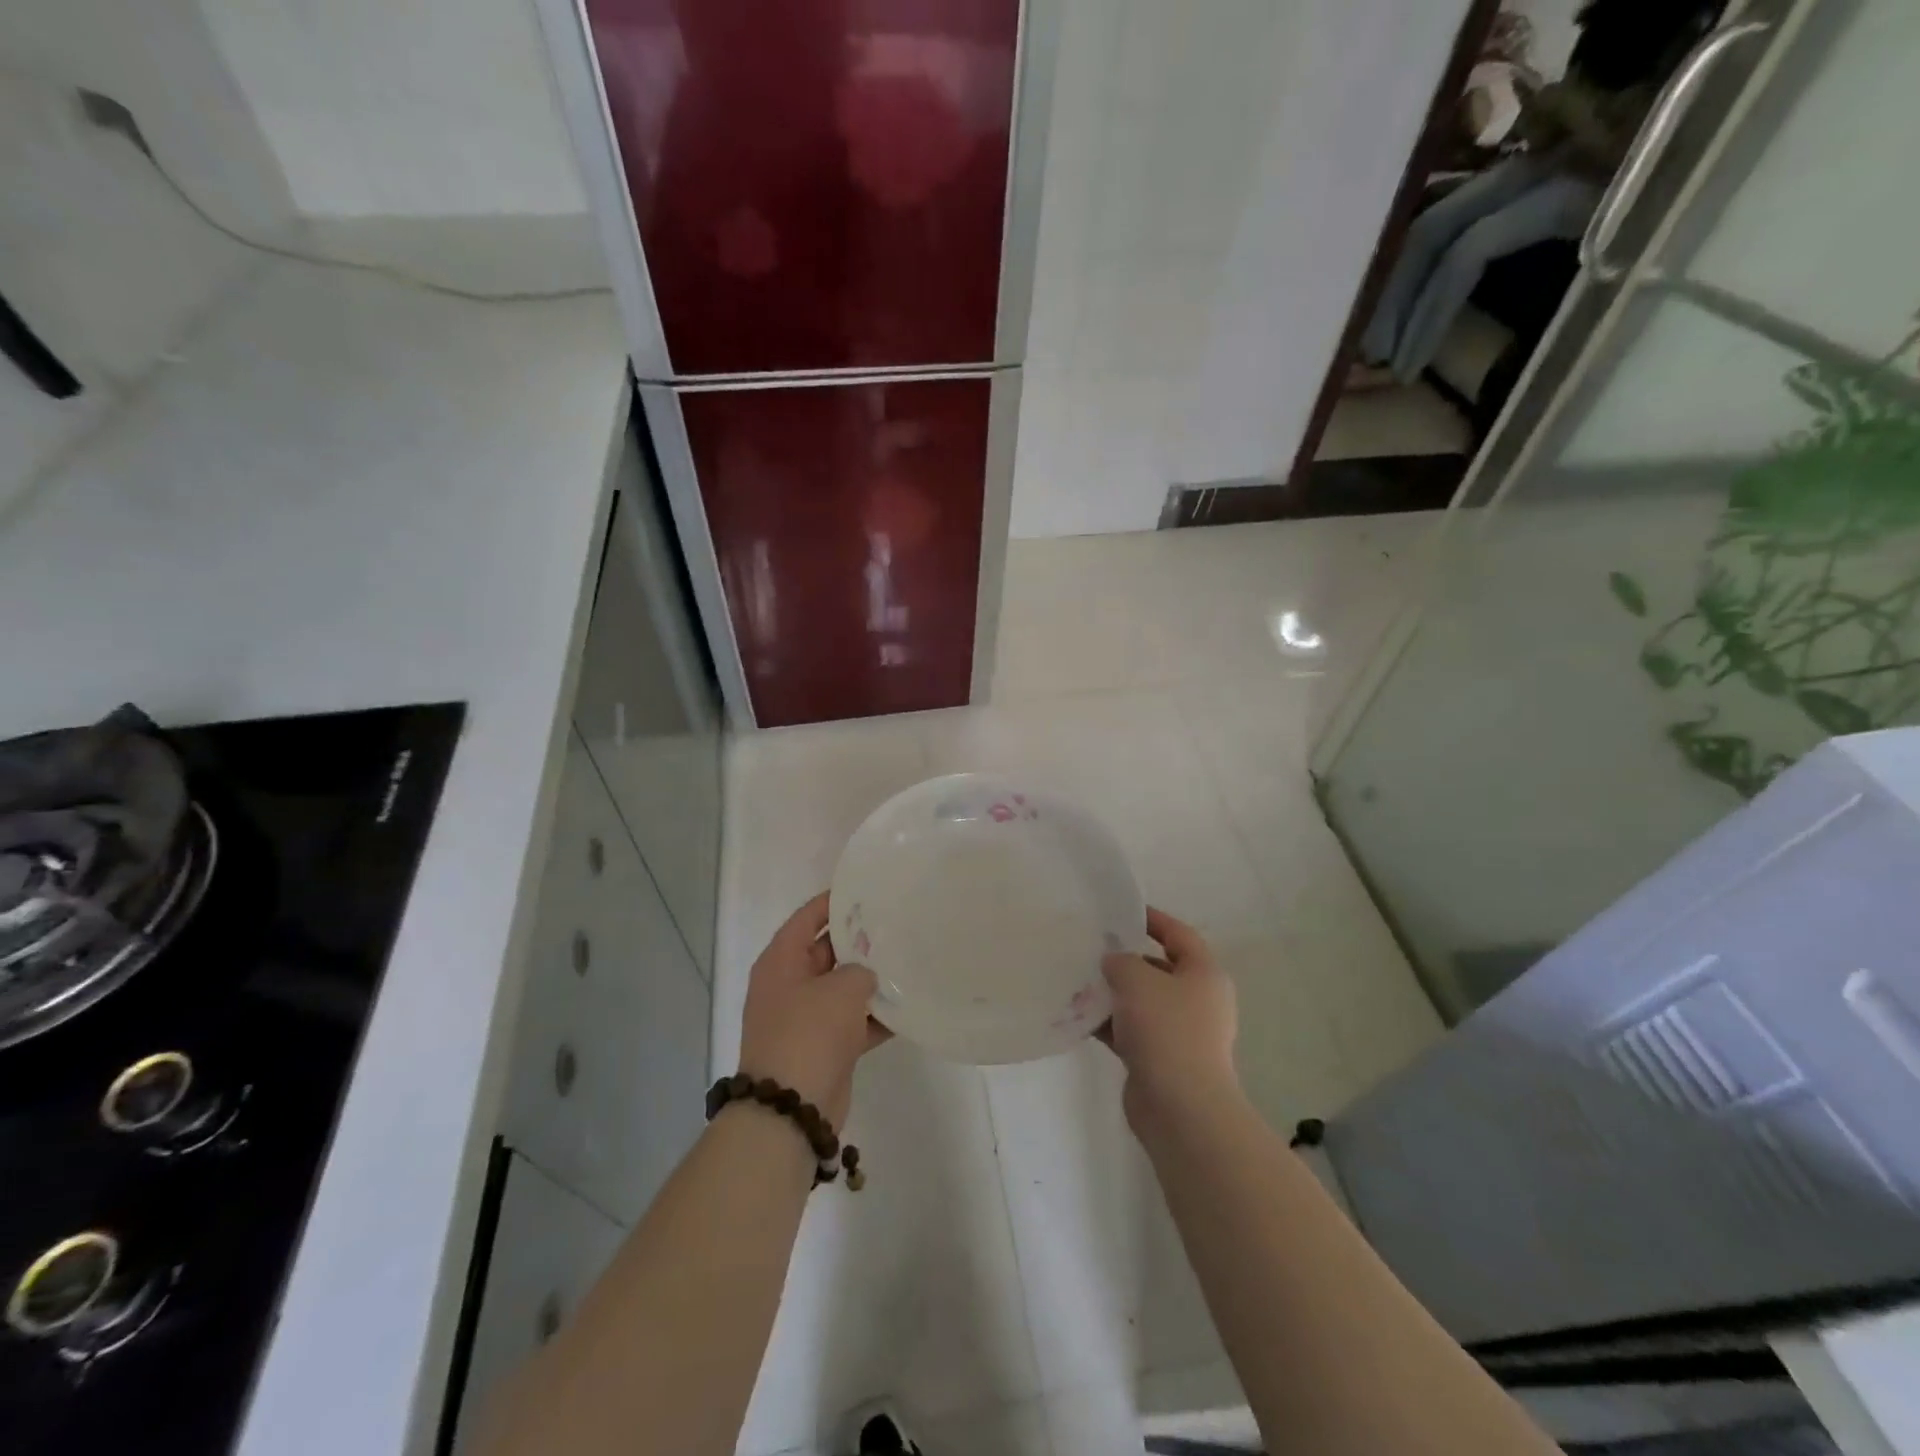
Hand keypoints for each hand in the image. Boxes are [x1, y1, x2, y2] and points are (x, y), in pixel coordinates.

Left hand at [737, 893, 889, 1128]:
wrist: (791, 1108)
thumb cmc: (809, 1034)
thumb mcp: (839, 989)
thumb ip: (860, 970)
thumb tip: (866, 976)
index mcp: (781, 962)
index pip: (807, 918)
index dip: (833, 902)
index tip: (865, 889)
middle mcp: (790, 985)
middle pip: (827, 951)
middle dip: (859, 940)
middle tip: (896, 923)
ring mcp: (806, 1017)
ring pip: (843, 987)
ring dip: (871, 979)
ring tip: (908, 960)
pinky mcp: (825, 1047)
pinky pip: (854, 1021)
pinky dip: (876, 1016)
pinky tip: (909, 1006)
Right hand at [1099, 908, 1239, 1135]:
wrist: (1181, 1108)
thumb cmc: (1166, 1030)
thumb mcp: (1137, 980)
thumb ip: (1120, 961)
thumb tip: (1114, 963)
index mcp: (1204, 974)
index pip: (1178, 934)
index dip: (1152, 919)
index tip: (1120, 911)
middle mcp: (1197, 1000)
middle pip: (1158, 969)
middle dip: (1124, 960)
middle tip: (1090, 948)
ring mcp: (1180, 1033)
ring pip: (1141, 1003)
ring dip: (1112, 994)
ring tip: (1076, 982)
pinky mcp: (1161, 1059)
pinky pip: (1131, 1031)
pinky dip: (1108, 1024)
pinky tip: (1077, 1017)